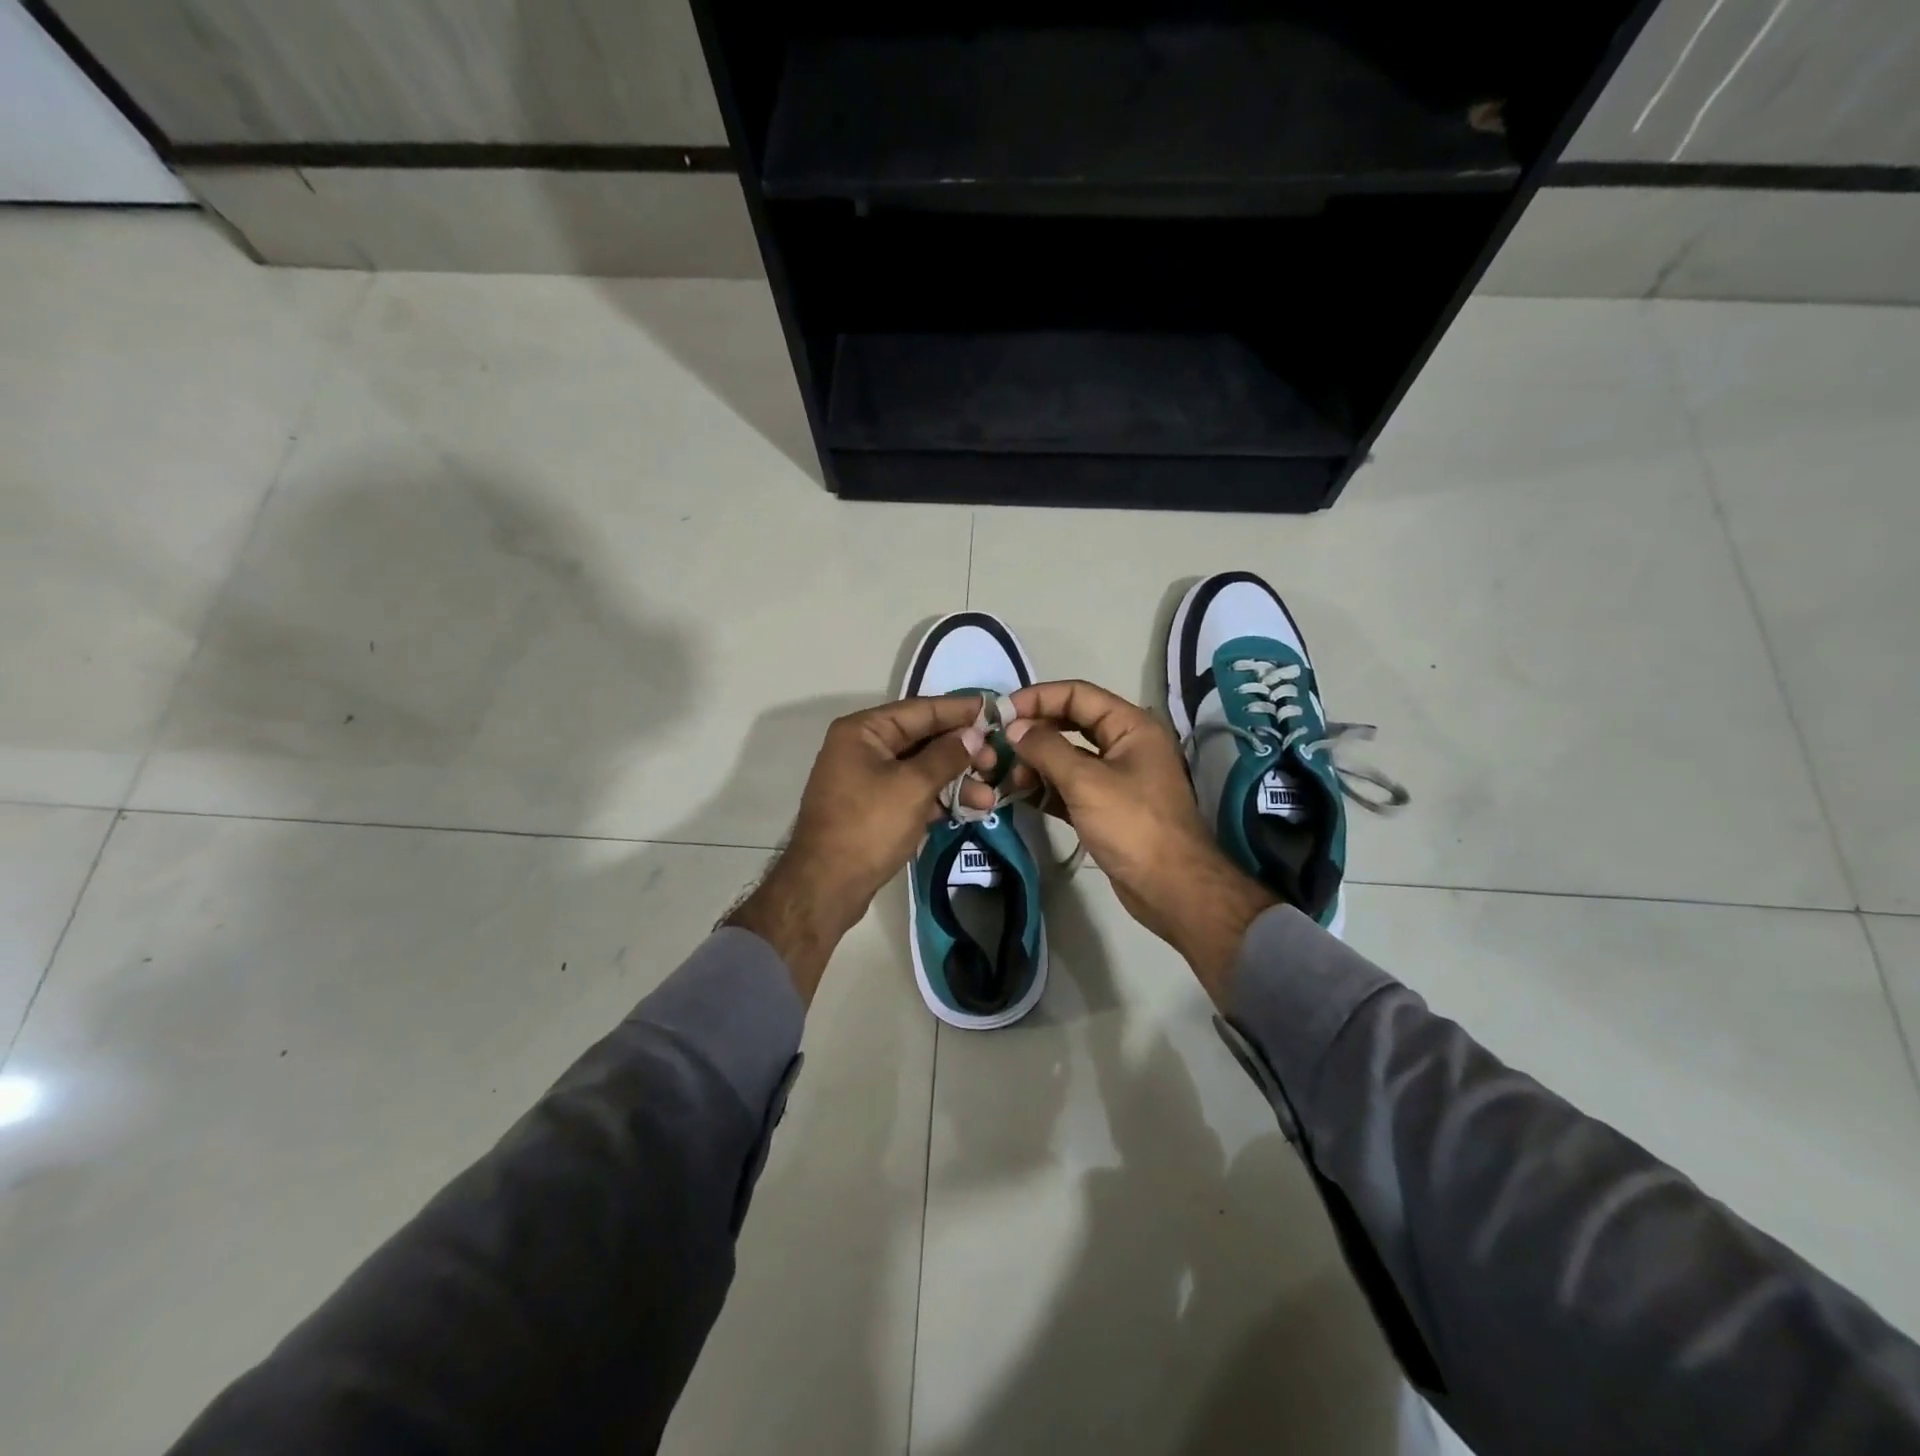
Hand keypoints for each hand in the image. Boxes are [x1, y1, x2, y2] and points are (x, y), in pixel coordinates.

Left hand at [728, 695, 983, 1000]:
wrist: (827, 886)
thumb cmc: (868, 826)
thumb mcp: (913, 786)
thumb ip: (947, 755)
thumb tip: (974, 734)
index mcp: (863, 731)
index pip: (920, 710)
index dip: (959, 710)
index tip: (994, 708)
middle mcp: (863, 747)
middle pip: (923, 739)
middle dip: (962, 751)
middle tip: (997, 760)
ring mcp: (868, 779)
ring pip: (922, 768)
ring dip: (957, 780)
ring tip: (990, 795)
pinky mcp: (876, 808)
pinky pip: (915, 792)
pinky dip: (941, 798)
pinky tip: (972, 808)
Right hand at [1003, 680, 1275, 1001]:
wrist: (1171, 888)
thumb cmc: (1132, 825)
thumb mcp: (1086, 781)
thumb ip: (1046, 749)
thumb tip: (1014, 728)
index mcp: (1130, 726)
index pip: (1078, 695)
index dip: (1038, 698)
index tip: (1001, 713)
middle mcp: (1124, 744)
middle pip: (1070, 724)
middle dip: (1033, 733)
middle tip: (996, 746)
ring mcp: (1115, 777)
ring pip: (1067, 757)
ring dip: (1035, 763)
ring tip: (1006, 778)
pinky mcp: (1105, 807)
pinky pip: (1069, 786)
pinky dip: (1045, 788)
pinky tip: (1018, 795)